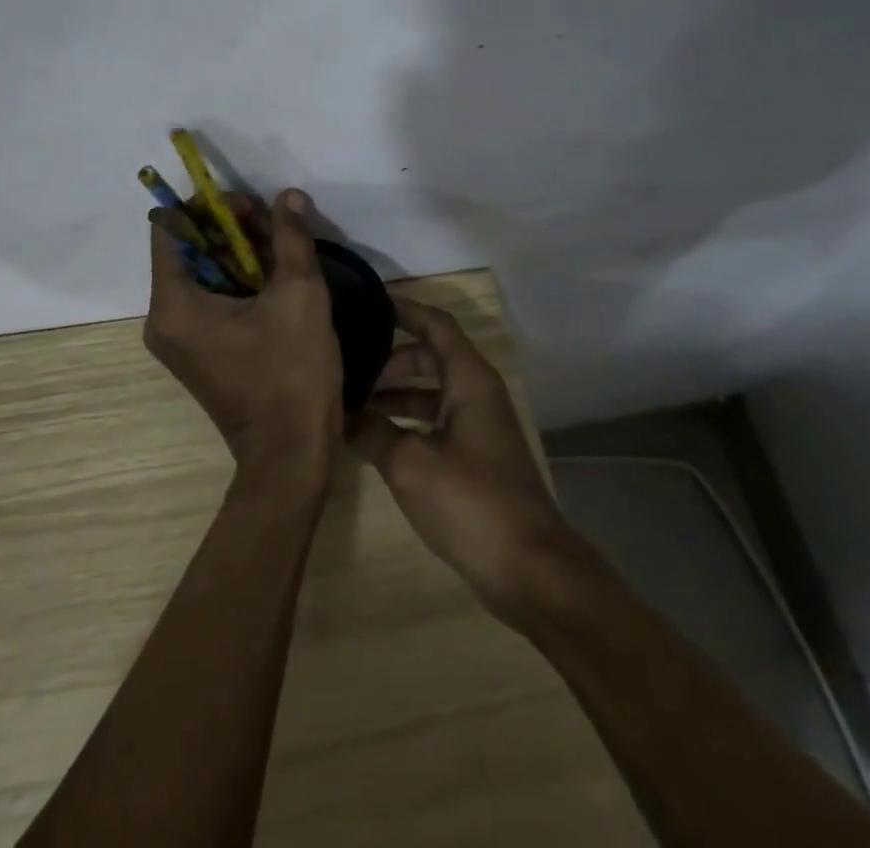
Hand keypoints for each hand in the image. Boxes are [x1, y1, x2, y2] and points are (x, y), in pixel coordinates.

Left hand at [142, 189, 342, 485]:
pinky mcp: (197, 352)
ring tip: (283, 251)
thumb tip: (287, 196)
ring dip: (240, 253)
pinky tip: (275, 279)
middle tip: (276, 227)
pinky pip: (209, 300)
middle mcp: (163, 319)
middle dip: (232, 229)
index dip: (209, 207)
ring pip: (202, 273)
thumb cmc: (292, 372)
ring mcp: (178, 339)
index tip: (252, 208)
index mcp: (173, 303)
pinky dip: (238, 281)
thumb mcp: (299, 294)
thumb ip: (291, 237)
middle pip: (188, 248)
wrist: (292, 454)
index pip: (170, 227)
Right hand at [351, 298, 577, 622]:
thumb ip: (373, 432)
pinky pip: (436, 420)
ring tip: (352, 402)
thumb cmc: (472, 501)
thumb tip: (340, 416)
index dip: (403, 308)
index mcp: (469, 379)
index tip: (367, 301)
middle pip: (430, 357)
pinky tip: (376, 438)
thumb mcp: (410, 464)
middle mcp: (477, 393)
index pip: (435, 324)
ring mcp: (479, 425)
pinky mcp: (477, 455)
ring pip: (432, 391)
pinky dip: (407, 420)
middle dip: (389, 359)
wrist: (529, 568)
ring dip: (396, 393)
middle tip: (347, 366)